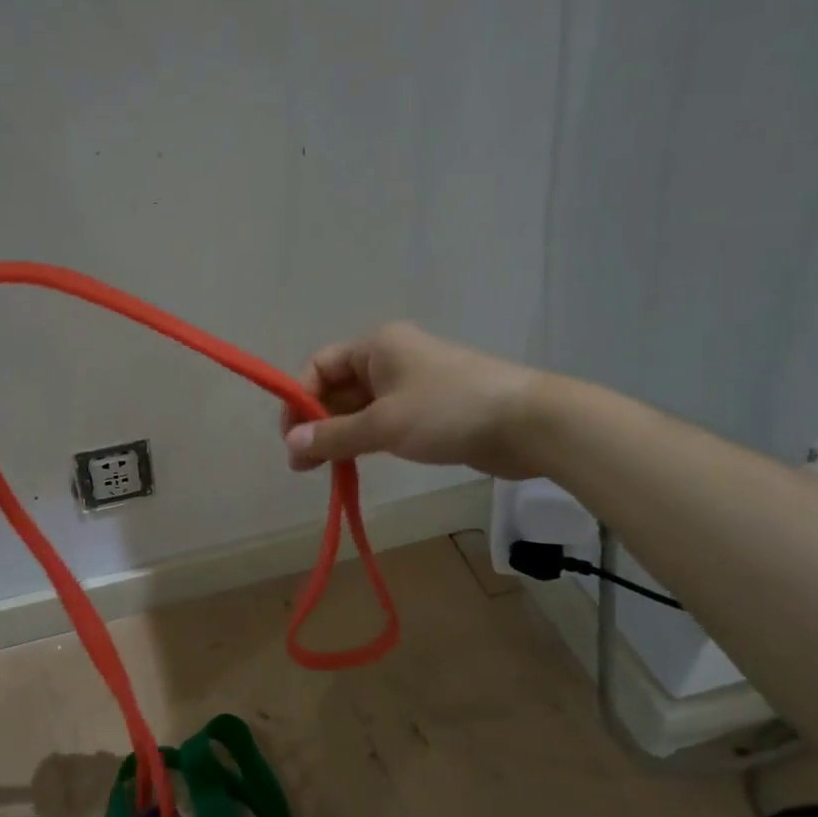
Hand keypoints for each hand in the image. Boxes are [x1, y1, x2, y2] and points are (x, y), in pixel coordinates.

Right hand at [279, 321, 545, 478]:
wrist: (527, 423)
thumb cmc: (447, 411)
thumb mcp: (383, 425)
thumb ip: (333, 436)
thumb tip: (290, 444)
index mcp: (376, 346)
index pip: (319, 366)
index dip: (300, 400)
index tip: (292, 439)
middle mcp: (389, 358)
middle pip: (337, 388)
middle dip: (317, 423)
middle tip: (304, 465)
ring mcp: (410, 383)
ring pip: (359, 408)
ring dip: (339, 435)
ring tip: (324, 470)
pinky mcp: (428, 409)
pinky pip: (383, 420)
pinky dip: (364, 439)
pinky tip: (355, 463)